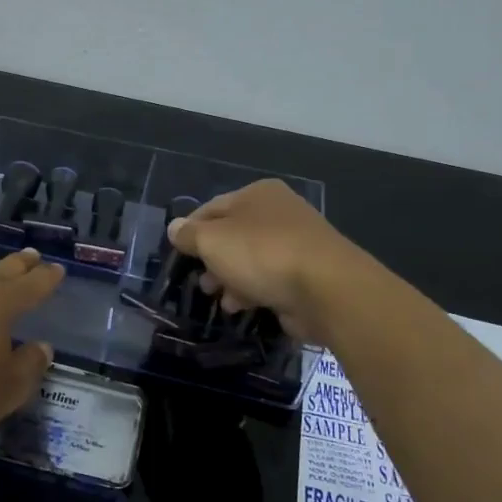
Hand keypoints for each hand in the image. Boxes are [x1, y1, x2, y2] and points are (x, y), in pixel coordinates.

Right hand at [166, 179, 362, 341]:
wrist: (326, 289)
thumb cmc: (262, 254)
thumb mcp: (212, 240)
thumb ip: (189, 235)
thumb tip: (175, 228)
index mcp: (258, 193)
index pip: (212, 207)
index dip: (190, 230)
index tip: (177, 254)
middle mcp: (279, 213)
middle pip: (232, 235)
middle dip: (212, 260)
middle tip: (201, 281)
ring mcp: (296, 244)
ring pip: (250, 260)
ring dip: (230, 279)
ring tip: (220, 298)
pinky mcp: (307, 275)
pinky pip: (270, 280)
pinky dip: (253, 291)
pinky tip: (241, 307)